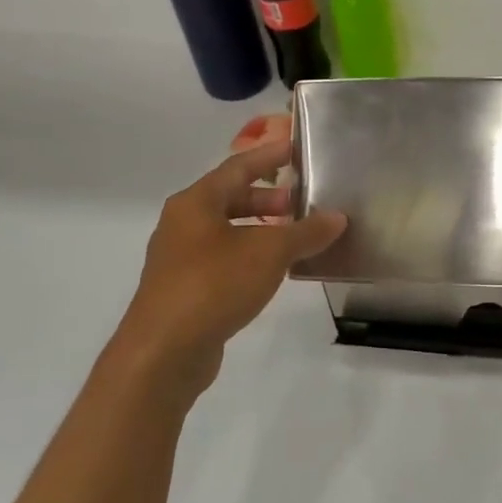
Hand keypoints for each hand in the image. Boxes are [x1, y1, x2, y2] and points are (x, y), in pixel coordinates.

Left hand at [113, 136, 344, 400]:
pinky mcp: (183, 290)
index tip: (296, 149)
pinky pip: (222, 258)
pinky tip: (273, 270)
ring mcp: (179, 258)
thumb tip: (337, 217)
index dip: (269, 156)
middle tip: (302, 201)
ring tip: (294, 236)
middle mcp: (182, 224)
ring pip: (226, 230)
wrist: (163, 353)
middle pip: (230, 198)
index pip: (238, 167)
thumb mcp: (270, 253)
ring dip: (260, 228)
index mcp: (196, 203)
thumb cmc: (214, 285)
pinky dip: (249, 255)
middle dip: (267, 198)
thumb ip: (306, 232)